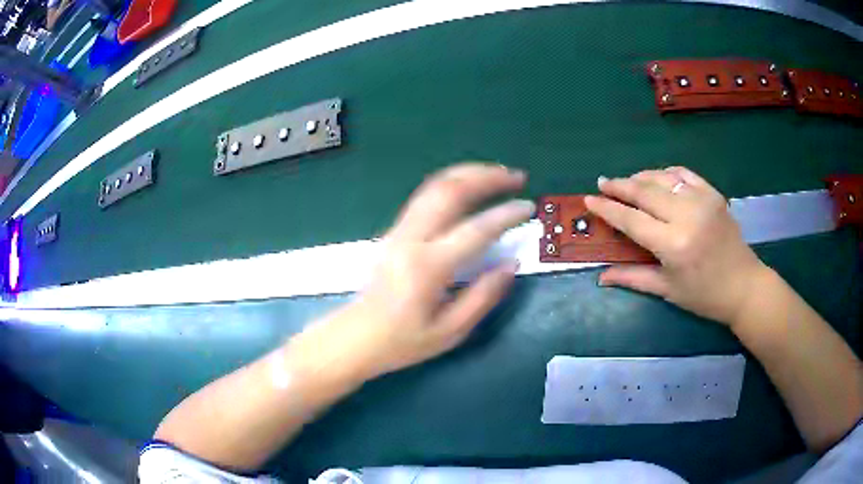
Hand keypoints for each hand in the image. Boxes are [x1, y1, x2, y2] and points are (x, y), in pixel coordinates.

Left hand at [321, 164, 533, 378]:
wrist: (355, 337)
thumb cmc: (402, 341)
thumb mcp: (450, 331)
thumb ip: (483, 297)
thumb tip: (510, 265)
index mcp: (428, 267)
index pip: (476, 229)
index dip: (506, 214)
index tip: (529, 207)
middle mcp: (412, 239)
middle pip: (450, 191)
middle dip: (487, 177)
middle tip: (517, 177)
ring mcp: (400, 231)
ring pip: (435, 186)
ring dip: (469, 173)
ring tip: (498, 174)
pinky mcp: (395, 231)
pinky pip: (426, 196)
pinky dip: (452, 184)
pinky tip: (468, 186)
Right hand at [584, 167, 766, 325]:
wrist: (744, 285)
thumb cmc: (704, 296)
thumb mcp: (667, 290)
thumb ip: (632, 277)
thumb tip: (601, 276)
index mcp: (673, 244)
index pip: (632, 220)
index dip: (608, 208)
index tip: (589, 199)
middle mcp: (686, 216)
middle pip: (644, 192)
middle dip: (620, 185)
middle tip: (602, 182)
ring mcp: (702, 200)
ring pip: (662, 178)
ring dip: (640, 177)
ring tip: (626, 182)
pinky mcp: (713, 193)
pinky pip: (684, 174)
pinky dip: (666, 173)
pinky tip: (657, 178)